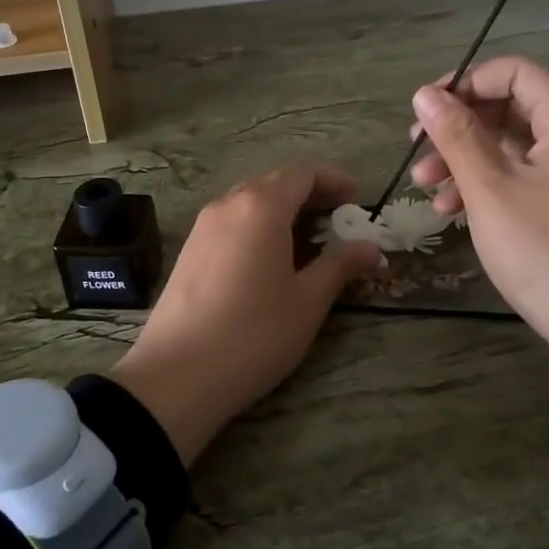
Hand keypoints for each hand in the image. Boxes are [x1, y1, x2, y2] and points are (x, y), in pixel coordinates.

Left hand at [110, 164, 383, 464]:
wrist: (177, 375)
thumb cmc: (254, 333)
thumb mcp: (307, 301)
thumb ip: (340, 265)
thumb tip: (371, 247)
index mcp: (261, 206)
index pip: (303, 173)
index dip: (335, 180)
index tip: (358, 201)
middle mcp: (229, 204)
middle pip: (275, 182)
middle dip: (311, 194)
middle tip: (339, 220)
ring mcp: (203, 225)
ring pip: (250, 200)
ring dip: (283, 209)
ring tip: (309, 240)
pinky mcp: (189, 249)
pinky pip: (231, 221)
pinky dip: (258, 225)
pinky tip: (270, 258)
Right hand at [409, 56, 548, 399]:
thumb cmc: (545, 250)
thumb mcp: (490, 189)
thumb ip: (455, 135)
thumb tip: (425, 93)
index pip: (513, 73)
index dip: (464, 84)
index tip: (423, 112)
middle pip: (511, 109)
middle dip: (457, 130)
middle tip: (416, 155)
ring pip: (514, 147)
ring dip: (466, 162)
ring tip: (425, 191)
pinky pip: (527, 177)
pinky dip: (490, 186)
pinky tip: (453, 211)